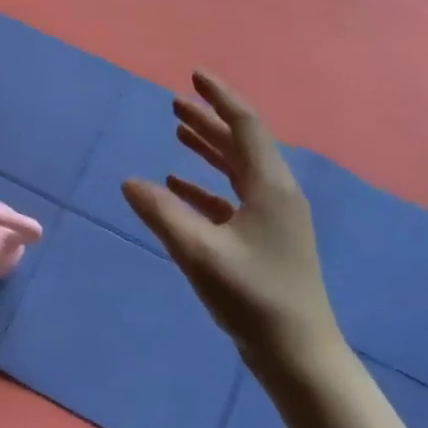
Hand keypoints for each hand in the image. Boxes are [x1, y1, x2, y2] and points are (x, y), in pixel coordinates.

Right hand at [122, 71, 348, 391]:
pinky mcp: (264, 241)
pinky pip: (232, 199)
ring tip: (177, 133)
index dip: (220, 98)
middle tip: (176, 102)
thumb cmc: (252, 296)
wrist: (297, 353)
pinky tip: (179, 187)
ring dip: (208, 150)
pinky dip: (205, 187)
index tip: (195, 75)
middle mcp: (276, 195)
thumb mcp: (199, 252)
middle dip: (209, 121)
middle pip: (241, 145)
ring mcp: (272, 219)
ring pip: (237, 171)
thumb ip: (162, 213)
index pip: (246, 127)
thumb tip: (130, 181)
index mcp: (271, 188)